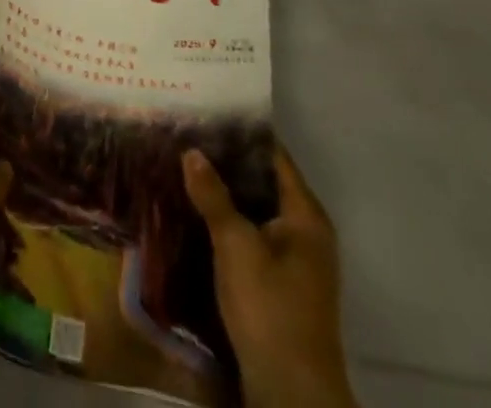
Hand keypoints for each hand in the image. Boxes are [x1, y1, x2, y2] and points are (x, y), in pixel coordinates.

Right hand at [183, 145, 357, 407]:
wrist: (292, 394)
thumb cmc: (270, 307)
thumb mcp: (236, 246)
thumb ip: (213, 196)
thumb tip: (191, 150)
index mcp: (306, 215)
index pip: (273, 155)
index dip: (242, 132)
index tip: (207, 110)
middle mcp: (306, 231)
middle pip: (263, 181)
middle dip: (226, 161)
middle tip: (187, 135)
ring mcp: (295, 260)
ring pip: (255, 209)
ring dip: (224, 192)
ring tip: (184, 166)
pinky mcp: (280, 283)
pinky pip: (252, 234)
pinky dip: (228, 220)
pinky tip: (197, 210)